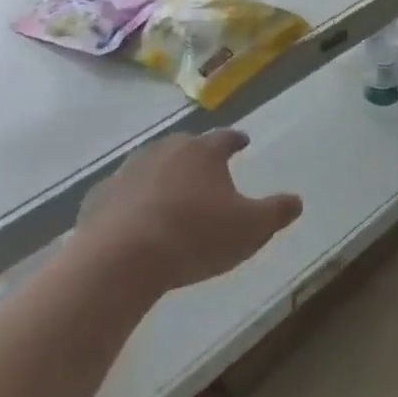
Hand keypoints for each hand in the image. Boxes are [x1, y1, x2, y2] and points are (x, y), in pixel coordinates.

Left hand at [74, 130, 301, 293]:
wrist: (123, 257)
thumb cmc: (195, 236)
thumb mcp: (250, 229)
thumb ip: (276, 213)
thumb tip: (297, 200)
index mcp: (203, 152)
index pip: (225, 138)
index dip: (236, 140)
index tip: (243, 142)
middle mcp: (165, 150)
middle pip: (185, 146)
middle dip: (197, 156)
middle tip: (206, 170)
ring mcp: (128, 170)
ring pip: (151, 165)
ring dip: (162, 176)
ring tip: (171, 195)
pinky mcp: (100, 195)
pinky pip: (122, 193)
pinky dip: (131, 201)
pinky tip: (135, 220)